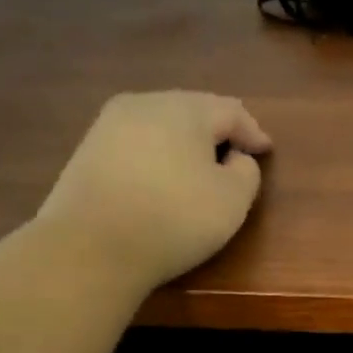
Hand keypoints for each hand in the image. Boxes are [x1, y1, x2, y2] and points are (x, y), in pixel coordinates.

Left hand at [36, 91, 270, 292]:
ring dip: (182, 145)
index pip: (230, 110)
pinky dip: (155, 159)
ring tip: (197, 170)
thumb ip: (247, 171)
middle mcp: (143, 104)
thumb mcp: (232, 200)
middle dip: (216, 133)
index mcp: (184, 108)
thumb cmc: (173, 218)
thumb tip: (233, 158)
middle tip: (233, 156)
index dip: (253, 132)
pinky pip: (134, 147)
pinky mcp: (85, 153)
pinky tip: (159, 183)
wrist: (90, 247)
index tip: (266, 151)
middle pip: (191, 111)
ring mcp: (107, 127)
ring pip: (159, 127)